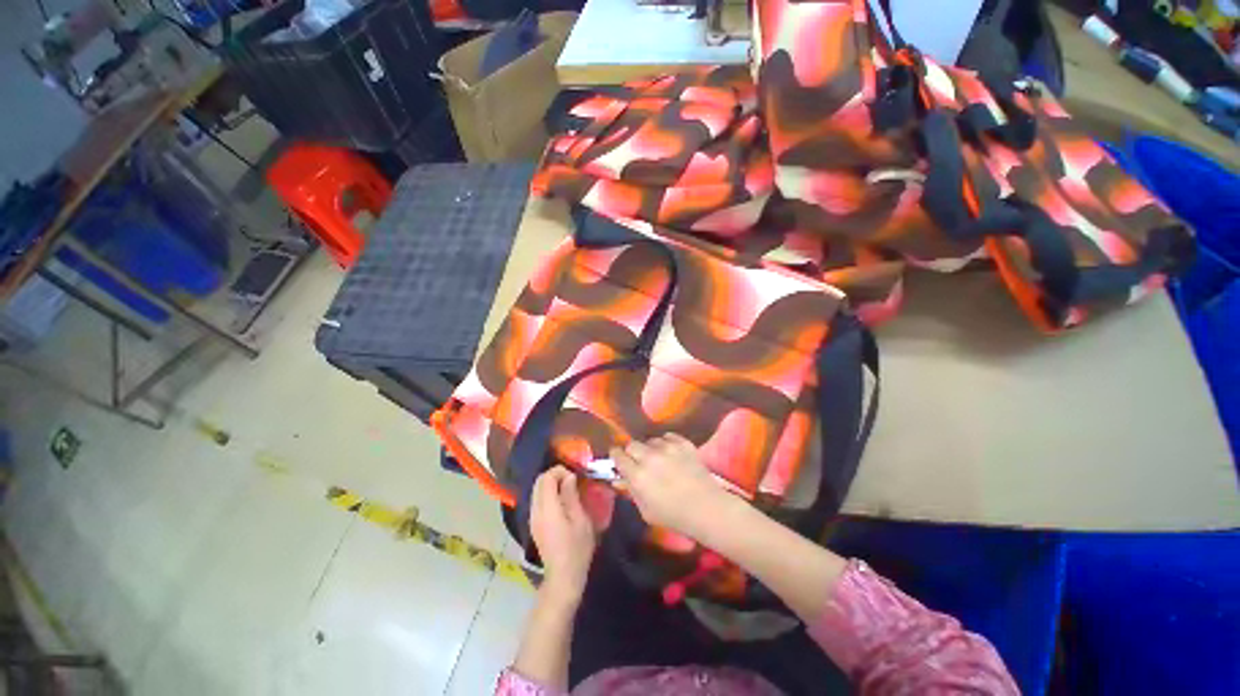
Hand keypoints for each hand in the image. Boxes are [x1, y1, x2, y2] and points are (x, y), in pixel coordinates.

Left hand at [530, 467, 598, 600]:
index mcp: (548, 509)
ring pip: (536, 490)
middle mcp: (536, 511)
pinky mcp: (534, 524)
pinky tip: (561, 501)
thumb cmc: (577, 548)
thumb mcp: (581, 520)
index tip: (574, 475)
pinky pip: (537, 500)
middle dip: (554, 475)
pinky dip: (547, 493)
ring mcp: (532, 518)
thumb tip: (569, 476)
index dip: (559, 471)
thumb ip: (572, 495)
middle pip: (538, 481)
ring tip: (568, 489)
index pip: (546, 478)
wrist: (563, 577)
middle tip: (571, 479)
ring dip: (550, 484)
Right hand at [611, 433, 736, 540]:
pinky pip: (668, 436)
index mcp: (637, 475)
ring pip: (650, 440)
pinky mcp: (683, 443)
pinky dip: (667, 443)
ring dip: (651, 448)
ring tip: (659, 458)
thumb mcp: (645, 510)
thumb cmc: (673, 515)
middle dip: (632, 452)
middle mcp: (650, 457)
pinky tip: (671, 453)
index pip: (617, 455)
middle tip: (638, 461)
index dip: (616, 456)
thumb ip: (630, 491)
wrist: (706, 508)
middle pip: (632, 443)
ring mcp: (668, 447)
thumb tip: (619, 479)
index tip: (618, 459)